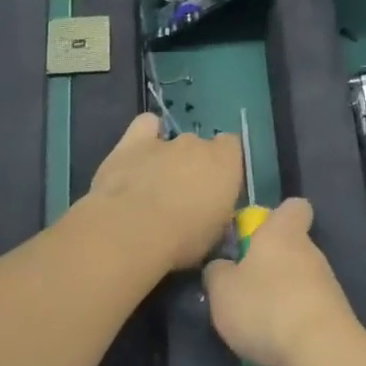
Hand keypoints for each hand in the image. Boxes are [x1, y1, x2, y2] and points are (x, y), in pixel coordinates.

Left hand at [87, 113, 242, 272]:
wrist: (132, 231)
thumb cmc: (182, 240)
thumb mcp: (215, 234)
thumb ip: (218, 211)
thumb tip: (213, 210)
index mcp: (226, 163)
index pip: (233, 148)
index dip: (224, 167)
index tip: (216, 190)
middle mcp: (198, 144)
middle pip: (200, 147)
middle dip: (194, 166)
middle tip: (183, 197)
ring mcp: (165, 141)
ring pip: (173, 141)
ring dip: (169, 159)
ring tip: (155, 186)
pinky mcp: (134, 142)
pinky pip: (146, 126)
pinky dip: (146, 135)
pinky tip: (140, 153)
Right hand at [202, 198, 363, 365]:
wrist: (320, 352)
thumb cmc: (265, 306)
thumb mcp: (222, 290)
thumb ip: (218, 271)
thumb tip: (222, 266)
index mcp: (284, 232)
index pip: (293, 207)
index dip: (276, 216)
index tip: (255, 234)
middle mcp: (310, 251)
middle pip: (292, 248)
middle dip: (269, 265)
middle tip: (242, 289)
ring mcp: (327, 285)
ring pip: (299, 282)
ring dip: (279, 297)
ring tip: (254, 324)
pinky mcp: (334, 317)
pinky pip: (307, 312)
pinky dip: (292, 324)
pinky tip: (274, 345)